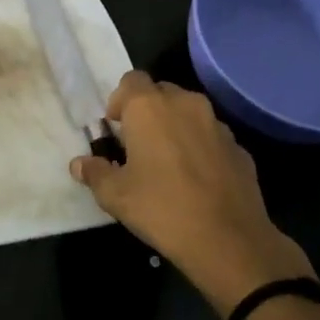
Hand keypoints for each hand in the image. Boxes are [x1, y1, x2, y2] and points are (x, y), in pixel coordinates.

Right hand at [70, 71, 314, 315]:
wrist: (228, 240)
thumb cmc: (161, 208)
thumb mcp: (115, 196)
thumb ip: (95, 173)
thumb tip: (79, 164)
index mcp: (150, 107)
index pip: (131, 80)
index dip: (121, 100)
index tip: (116, 128)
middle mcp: (186, 104)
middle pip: (161, 92)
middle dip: (148, 111)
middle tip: (138, 145)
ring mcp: (217, 124)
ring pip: (190, 113)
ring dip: (176, 127)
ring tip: (168, 163)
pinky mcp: (239, 147)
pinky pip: (211, 136)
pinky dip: (200, 147)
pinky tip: (196, 179)